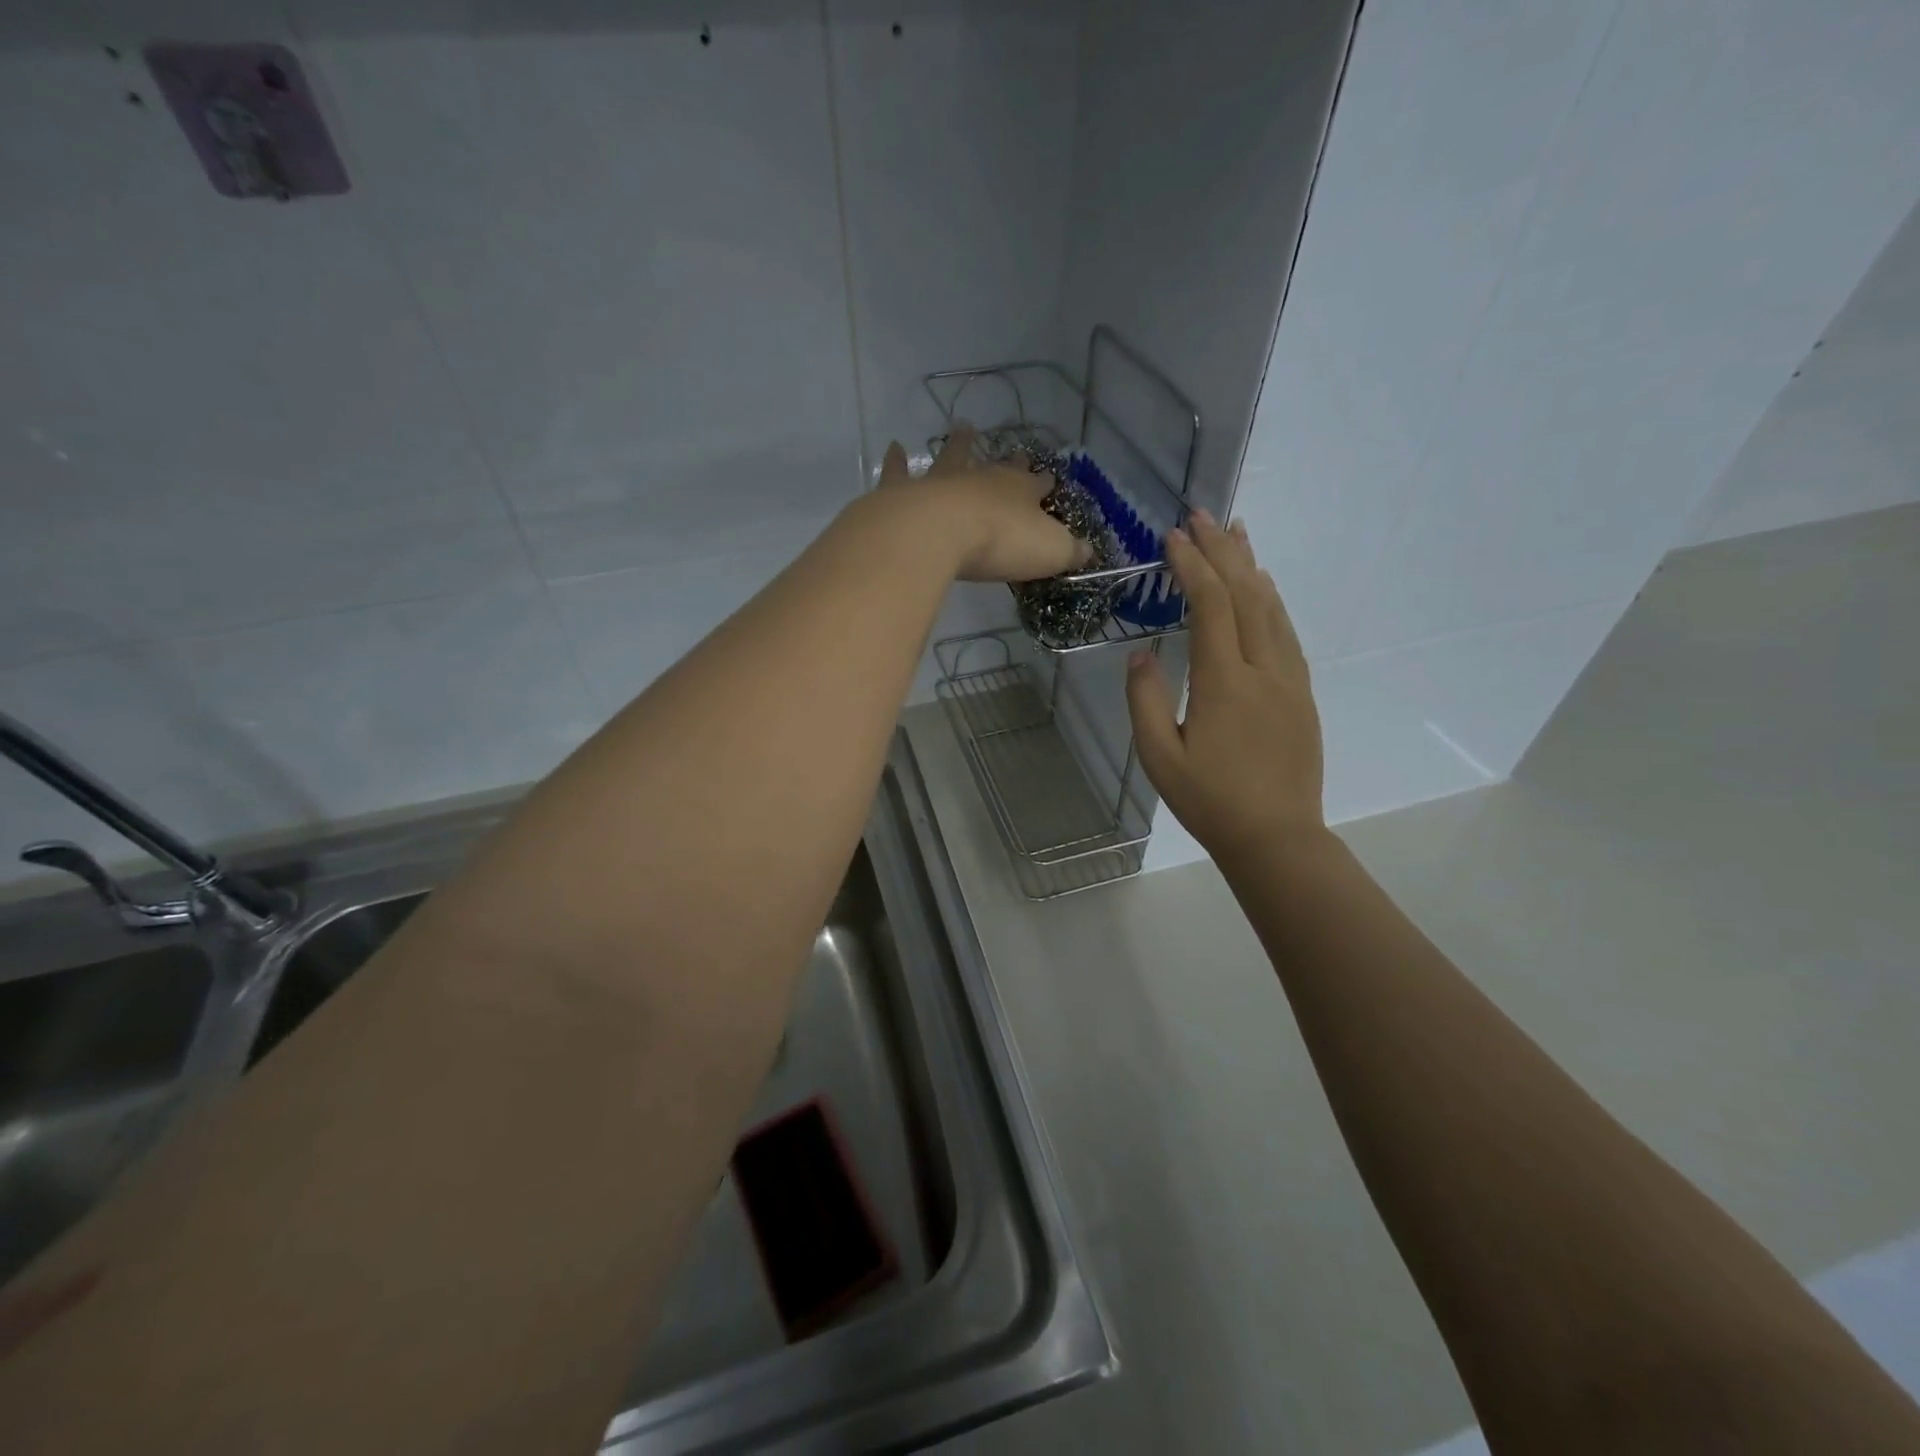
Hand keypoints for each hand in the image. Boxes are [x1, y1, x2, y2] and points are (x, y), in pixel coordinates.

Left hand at [876, 424, 1088, 582]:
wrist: (939, 533)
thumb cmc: (1000, 542)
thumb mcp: (1049, 552)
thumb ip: (1069, 551)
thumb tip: (1088, 551)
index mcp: (1019, 491)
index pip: (1037, 485)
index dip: (1044, 484)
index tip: (1049, 481)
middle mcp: (982, 478)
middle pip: (998, 466)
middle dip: (1010, 460)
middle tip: (1015, 449)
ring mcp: (943, 481)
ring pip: (953, 456)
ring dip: (959, 445)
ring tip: (962, 428)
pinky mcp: (906, 493)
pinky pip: (900, 472)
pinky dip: (896, 461)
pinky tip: (894, 447)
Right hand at [1125, 511, 1326, 866]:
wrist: (1277, 837)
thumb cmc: (1209, 801)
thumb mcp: (1159, 758)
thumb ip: (1145, 701)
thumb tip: (1141, 653)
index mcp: (1224, 683)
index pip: (1211, 606)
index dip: (1192, 565)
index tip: (1172, 536)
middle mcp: (1263, 669)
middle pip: (1246, 594)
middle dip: (1221, 550)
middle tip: (1202, 513)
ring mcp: (1289, 679)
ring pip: (1272, 607)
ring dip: (1251, 565)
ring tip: (1234, 532)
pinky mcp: (1301, 693)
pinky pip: (1287, 632)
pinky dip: (1272, 599)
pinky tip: (1263, 585)